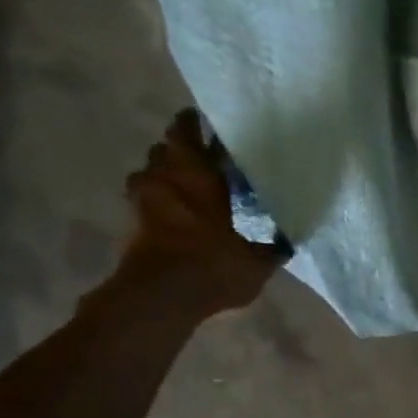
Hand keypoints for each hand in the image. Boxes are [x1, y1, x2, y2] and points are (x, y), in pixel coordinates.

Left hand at [118, 110, 282, 313]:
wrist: (160, 298)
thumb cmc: (212, 267)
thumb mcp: (257, 262)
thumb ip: (271, 247)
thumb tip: (288, 240)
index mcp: (197, 175)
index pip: (186, 133)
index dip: (193, 123)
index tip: (203, 120)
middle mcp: (164, 179)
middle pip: (164, 150)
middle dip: (180, 151)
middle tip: (203, 158)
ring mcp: (141, 201)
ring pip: (150, 174)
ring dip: (165, 176)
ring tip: (189, 187)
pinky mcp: (130, 224)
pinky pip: (145, 201)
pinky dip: (159, 202)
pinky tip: (178, 215)